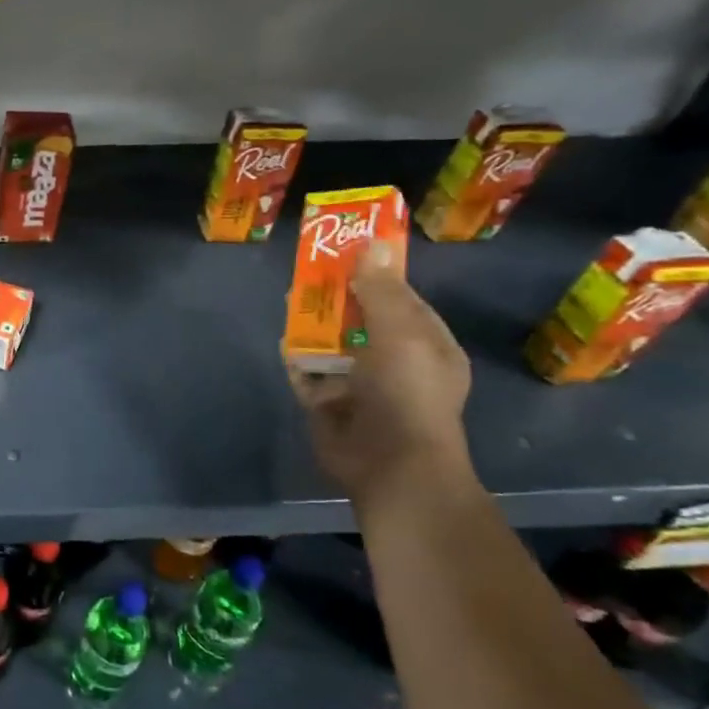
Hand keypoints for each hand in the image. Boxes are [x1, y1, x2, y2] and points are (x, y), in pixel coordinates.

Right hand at [287, 242, 474, 508]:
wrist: (389, 464)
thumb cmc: (406, 393)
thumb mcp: (401, 334)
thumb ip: (381, 291)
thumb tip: (372, 244)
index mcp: (425, 345)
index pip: (400, 299)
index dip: (374, 273)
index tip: (346, 248)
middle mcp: (393, 362)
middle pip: (360, 319)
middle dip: (336, 296)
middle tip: (308, 270)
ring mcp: (359, 385)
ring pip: (331, 344)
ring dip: (312, 323)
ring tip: (288, 298)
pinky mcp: (328, 404)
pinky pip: (308, 373)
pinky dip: (296, 357)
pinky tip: (282, 340)